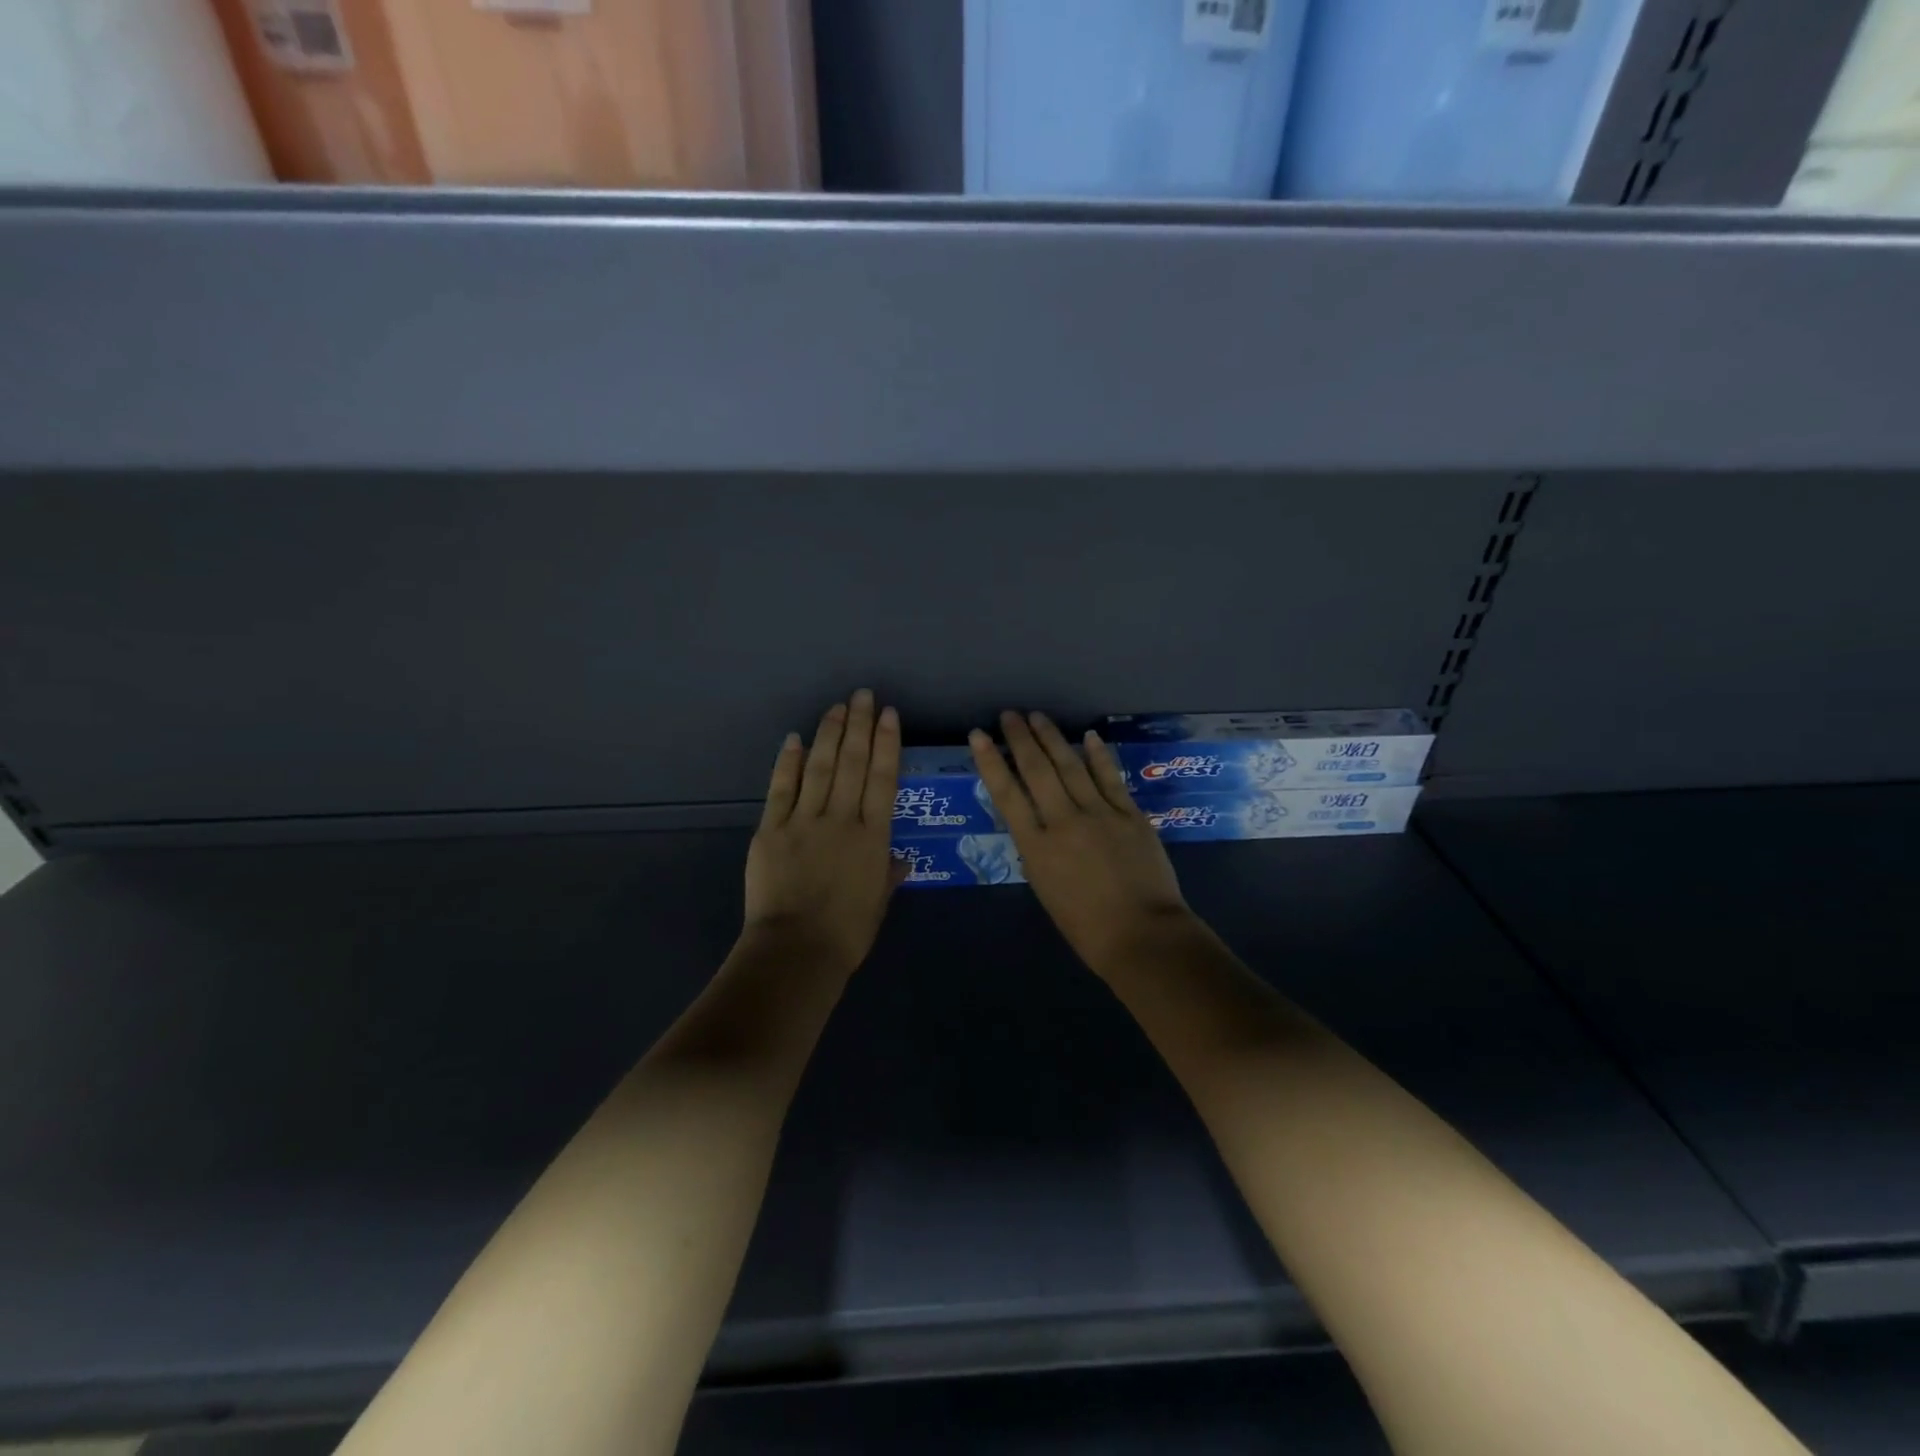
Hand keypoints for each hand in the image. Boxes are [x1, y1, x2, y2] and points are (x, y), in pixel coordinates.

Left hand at [743, 689, 901, 971]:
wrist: (795, 952)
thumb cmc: (846, 934)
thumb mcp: (878, 904)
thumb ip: (888, 875)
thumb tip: (898, 859)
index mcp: (873, 838)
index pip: (883, 779)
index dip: (887, 743)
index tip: (889, 714)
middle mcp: (841, 819)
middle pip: (852, 762)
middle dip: (859, 725)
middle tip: (863, 695)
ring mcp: (804, 821)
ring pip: (820, 766)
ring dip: (829, 733)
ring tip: (837, 707)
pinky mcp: (771, 829)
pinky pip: (781, 788)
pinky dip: (789, 762)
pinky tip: (796, 739)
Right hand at [970, 711, 1192, 973]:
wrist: (1142, 936)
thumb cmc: (1086, 927)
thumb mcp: (1045, 889)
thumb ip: (1039, 851)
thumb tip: (1038, 824)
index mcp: (1036, 847)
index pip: (1006, 795)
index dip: (991, 762)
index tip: (979, 736)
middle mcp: (1063, 822)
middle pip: (1037, 771)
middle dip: (1021, 739)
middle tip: (1009, 714)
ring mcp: (1099, 814)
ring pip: (1071, 766)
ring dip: (1053, 738)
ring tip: (1038, 717)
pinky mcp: (1129, 814)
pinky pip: (1110, 778)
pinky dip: (1098, 756)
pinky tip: (1089, 736)